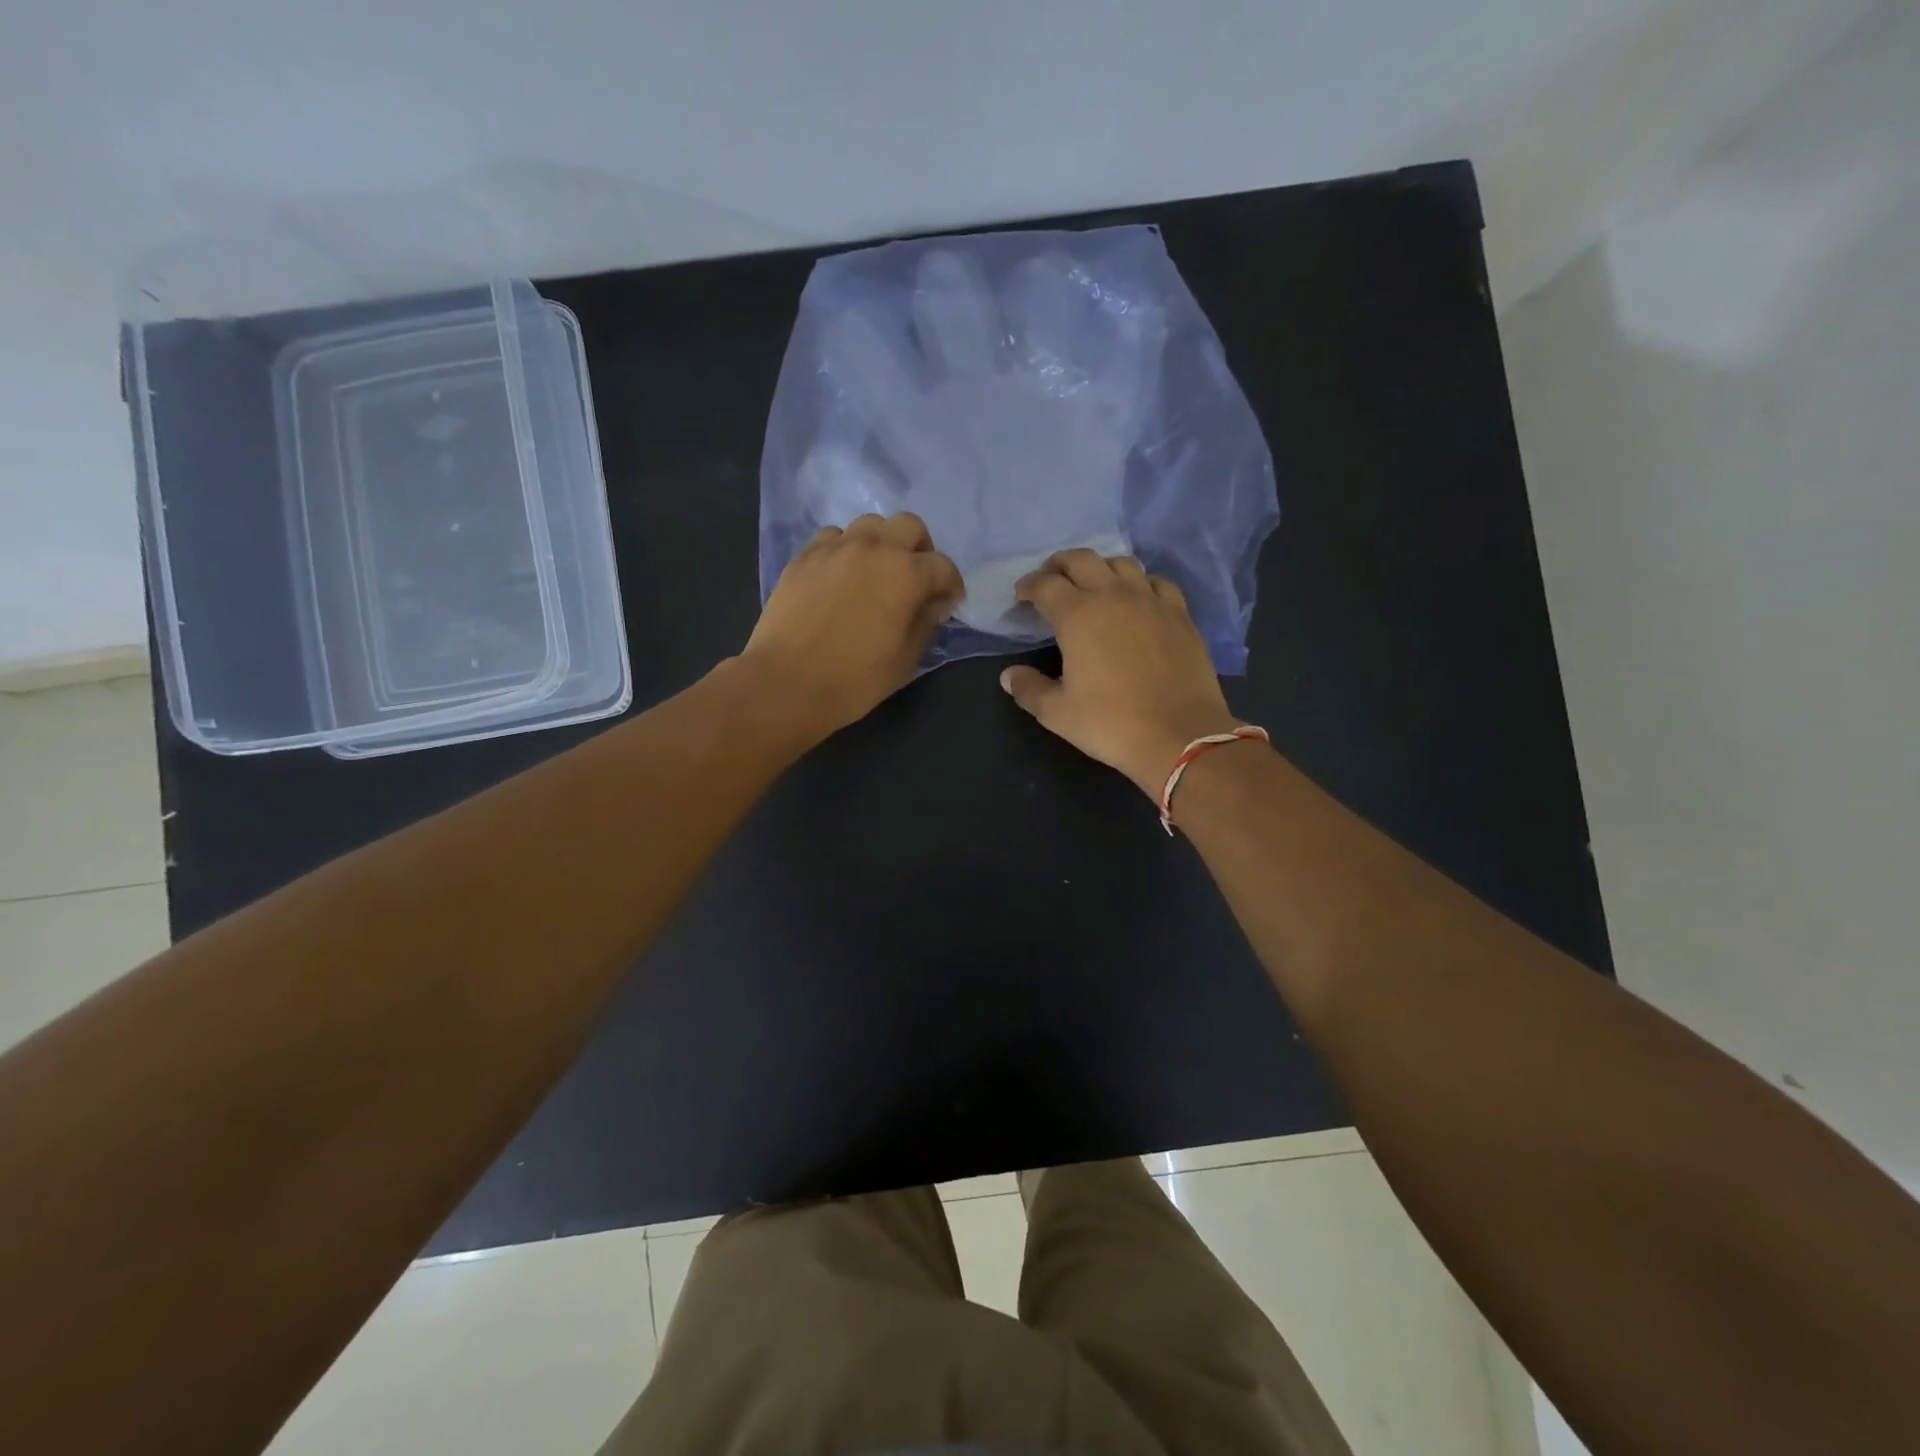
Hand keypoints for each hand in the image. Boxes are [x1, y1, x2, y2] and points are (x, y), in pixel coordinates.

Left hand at [742, 512, 963, 736]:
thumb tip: (934, 604)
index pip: (943, 566)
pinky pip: (833, 537)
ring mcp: (835, 548)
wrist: (786, 682)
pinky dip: (845, 550)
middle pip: (909, 526)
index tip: (947, 604)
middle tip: (915, 579)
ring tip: (876, 573)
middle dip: (920, 549)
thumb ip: (926, 624)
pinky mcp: (804, 556)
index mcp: (906, 574)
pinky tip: (841, 576)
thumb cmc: (855, 679)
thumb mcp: (905, 660)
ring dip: (882, 543)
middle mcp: (874, 548)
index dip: (951, 586)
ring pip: (869, 524)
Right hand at [1000, 549, 1243, 796]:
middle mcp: (1113, 596)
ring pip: (1121, 564)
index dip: (1028, 586)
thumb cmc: (1111, 723)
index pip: (1045, 584)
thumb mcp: (1057, 713)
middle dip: (1059, 565)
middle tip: (1050, 580)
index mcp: (1077, 615)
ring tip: (1092, 586)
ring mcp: (1151, 601)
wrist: (1180, 736)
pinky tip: (1137, 599)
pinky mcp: (1179, 614)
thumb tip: (1009, 676)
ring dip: (1100, 568)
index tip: (1021, 596)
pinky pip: (1156, 582)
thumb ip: (1028, 689)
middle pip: (1082, 559)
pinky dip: (1139, 584)